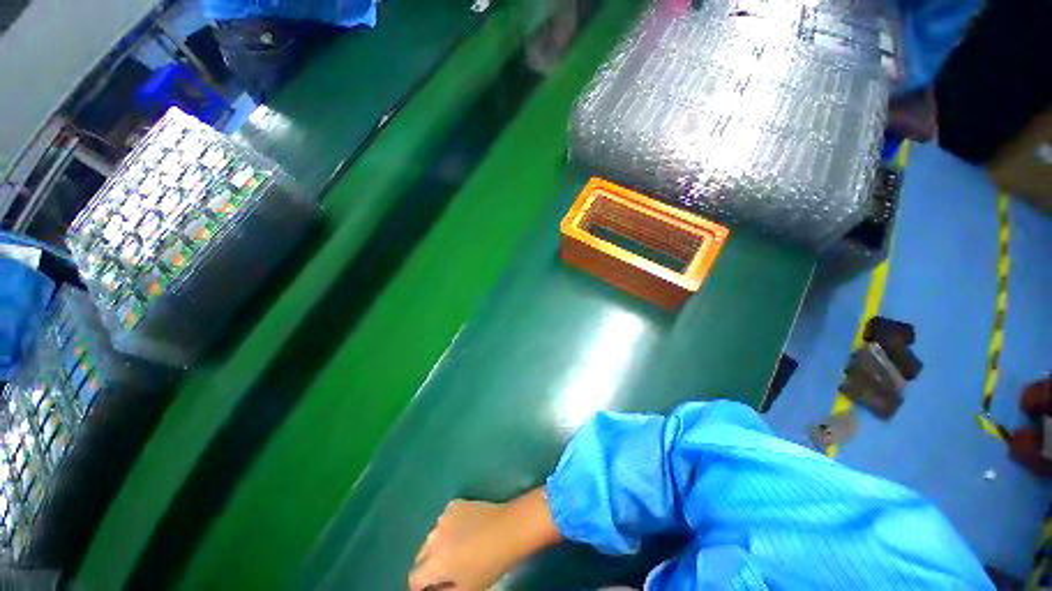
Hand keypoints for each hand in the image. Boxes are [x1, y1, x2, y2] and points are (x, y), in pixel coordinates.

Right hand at [408, 488, 561, 590]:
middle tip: (447, 570)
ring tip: (458, 548)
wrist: (509, 529)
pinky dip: (450, 527)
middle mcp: (432, 537)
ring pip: (433, 536)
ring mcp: (443, 516)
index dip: (421, 587)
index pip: (414, 579)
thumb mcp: (467, 590)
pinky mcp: (455, 503)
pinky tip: (466, 530)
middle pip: (422, 556)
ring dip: (440, 544)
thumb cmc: (489, 565)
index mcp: (433, 562)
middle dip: (429, 565)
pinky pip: (445, 520)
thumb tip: (435, 590)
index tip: (433, 588)